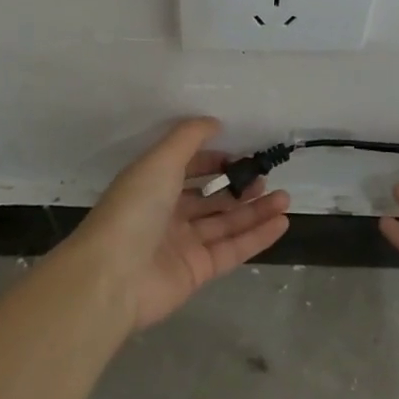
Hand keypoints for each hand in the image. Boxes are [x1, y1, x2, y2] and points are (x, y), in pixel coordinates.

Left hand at [75, 118, 290, 330]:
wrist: (113, 276)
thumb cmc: (135, 209)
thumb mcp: (159, 161)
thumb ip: (188, 138)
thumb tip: (214, 122)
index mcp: (152, 185)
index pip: (187, 168)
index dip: (213, 160)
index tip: (240, 155)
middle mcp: (167, 213)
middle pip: (210, 198)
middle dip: (238, 186)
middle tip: (266, 178)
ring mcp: (183, 244)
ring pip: (225, 223)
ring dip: (255, 210)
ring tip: (285, 198)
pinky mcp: (198, 271)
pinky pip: (232, 249)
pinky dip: (257, 236)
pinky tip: (281, 221)